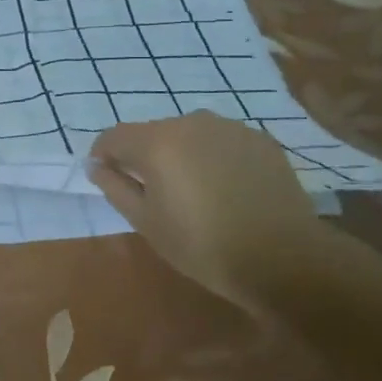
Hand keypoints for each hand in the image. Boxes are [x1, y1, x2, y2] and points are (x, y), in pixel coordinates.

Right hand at [89, 112, 320, 293]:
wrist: (284, 258)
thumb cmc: (203, 245)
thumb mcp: (147, 223)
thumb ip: (115, 187)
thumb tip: (97, 166)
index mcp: (157, 142)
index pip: (114, 136)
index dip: (104, 155)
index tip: (107, 178)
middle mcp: (190, 122)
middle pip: (152, 133)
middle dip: (144, 156)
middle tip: (153, 193)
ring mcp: (229, 128)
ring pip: (189, 135)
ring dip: (181, 155)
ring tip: (193, 191)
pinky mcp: (260, 140)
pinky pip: (221, 142)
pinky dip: (213, 158)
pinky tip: (226, 189)